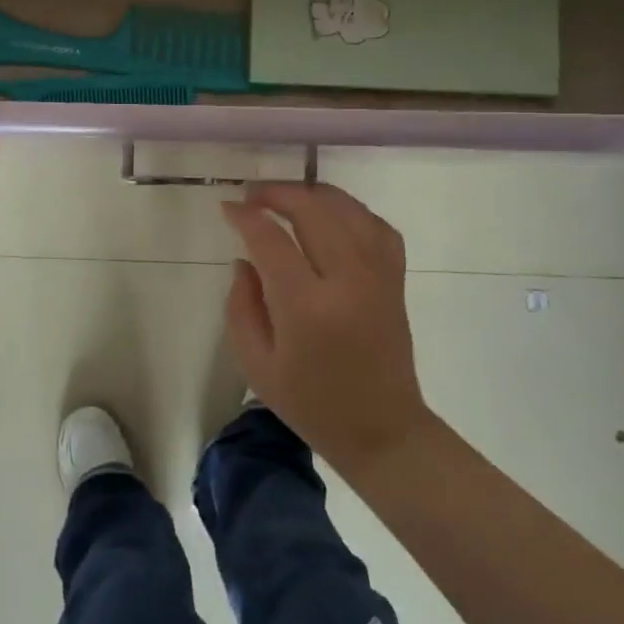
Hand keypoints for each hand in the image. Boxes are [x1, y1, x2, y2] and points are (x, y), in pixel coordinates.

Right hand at [222, 183, 431, 470]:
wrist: (382, 430)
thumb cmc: (311, 403)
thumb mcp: (256, 364)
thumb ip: (241, 306)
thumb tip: (245, 261)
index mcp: (305, 307)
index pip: (271, 240)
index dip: (246, 217)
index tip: (228, 207)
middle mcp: (346, 281)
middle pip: (313, 211)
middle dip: (278, 193)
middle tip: (252, 195)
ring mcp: (377, 277)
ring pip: (348, 210)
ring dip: (313, 195)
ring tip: (286, 197)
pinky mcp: (395, 280)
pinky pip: (378, 227)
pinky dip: (351, 211)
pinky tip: (331, 215)